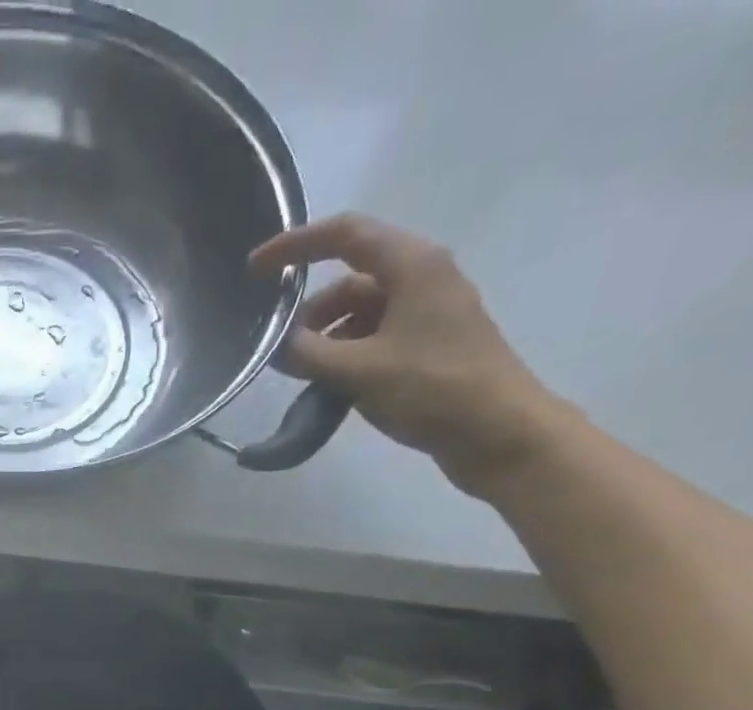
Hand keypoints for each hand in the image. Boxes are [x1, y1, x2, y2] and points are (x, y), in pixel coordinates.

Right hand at [250, 214, 563, 490]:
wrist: (497, 431)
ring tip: (303, 375)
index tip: (255, 268)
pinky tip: (331, 387)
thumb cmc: (433, 389)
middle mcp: (421, 278)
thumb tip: (277, 346)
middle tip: (280, 347)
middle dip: (310, 310)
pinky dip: (347, 356)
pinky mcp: (428, 346)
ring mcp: (427, 313)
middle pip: (350, 279)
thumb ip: (310, 355)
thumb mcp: (361, 372)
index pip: (344, 236)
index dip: (295, 246)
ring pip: (361, 313)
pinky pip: (375, 338)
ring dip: (327, 338)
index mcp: (411, 266)